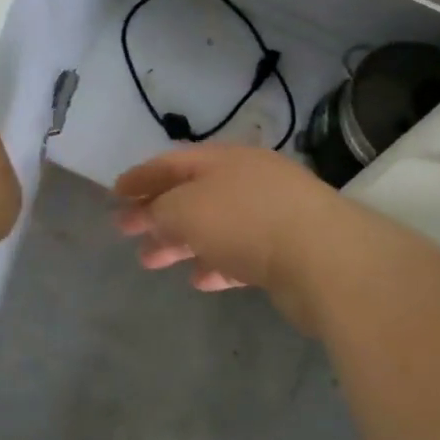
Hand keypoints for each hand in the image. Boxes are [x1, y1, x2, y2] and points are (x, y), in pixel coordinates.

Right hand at [113, 145, 348, 330]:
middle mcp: (248, 180)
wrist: (325, 258)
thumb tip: (153, 215)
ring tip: (151, 261)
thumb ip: (161, 211)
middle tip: (126, 233)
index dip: (141, 177)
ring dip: (181, 241)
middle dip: (157, 212)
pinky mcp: (287, 250)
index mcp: (225, 159)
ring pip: (215, 225)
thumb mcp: (187, 210)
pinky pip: (240, 253)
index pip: (173, 162)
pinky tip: (200, 280)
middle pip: (193, 193)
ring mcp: (271, 214)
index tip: (115, 195)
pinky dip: (216, 263)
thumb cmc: (246, 221)